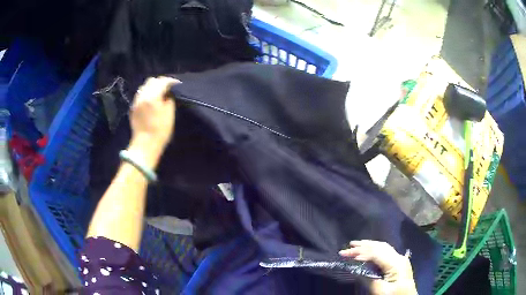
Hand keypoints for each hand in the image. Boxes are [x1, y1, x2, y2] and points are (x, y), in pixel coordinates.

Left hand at [128, 76, 178, 167]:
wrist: (145, 145)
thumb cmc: (160, 131)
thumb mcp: (169, 114)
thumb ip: (169, 100)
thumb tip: (168, 94)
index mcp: (152, 96)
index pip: (162, 81)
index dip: (171, 81)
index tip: (177, 84)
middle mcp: (142, 95)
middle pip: (151, 81)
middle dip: (160, 82)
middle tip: (168, 88)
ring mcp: (136, 101)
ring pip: (144, 87)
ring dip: (152, 87)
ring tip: (159, 93)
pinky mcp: (133, 108)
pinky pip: (140, 95)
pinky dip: (146, 94)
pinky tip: (151, 101)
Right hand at [339, 240, 416, 294]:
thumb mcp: (381, 291)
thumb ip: (369, 280)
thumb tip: (357, 269)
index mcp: (396, 263)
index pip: (376, 253)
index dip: (361, 252)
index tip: (346, 254)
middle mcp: (399, 257)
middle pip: (380, 247)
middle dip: (364, 245)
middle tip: (348, 246)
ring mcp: (400, 259)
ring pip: (384, 247)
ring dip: (370, 245)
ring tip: (356, 244)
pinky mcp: (399, 264)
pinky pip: (386, 252)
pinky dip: (375, 249)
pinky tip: (370, 250)